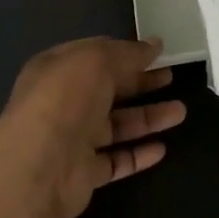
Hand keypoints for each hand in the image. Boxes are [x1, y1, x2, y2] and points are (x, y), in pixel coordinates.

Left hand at [0, 36, 186, 217]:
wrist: (37, 165)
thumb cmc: (65, 99)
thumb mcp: (97, 60)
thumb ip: (128, 53)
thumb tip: (154, 44)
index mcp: (59, 69)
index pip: (96, 56)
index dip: (126, 52)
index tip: (157, 52)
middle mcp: (64, 102)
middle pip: (108, 90)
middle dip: (140, 83)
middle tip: (172, 77)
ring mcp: (73, 139)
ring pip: (116, 125)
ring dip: (147, 118)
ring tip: (180, 111)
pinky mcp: (84, 173)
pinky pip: (116, 160)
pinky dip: (138, 154)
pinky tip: (162, 148)